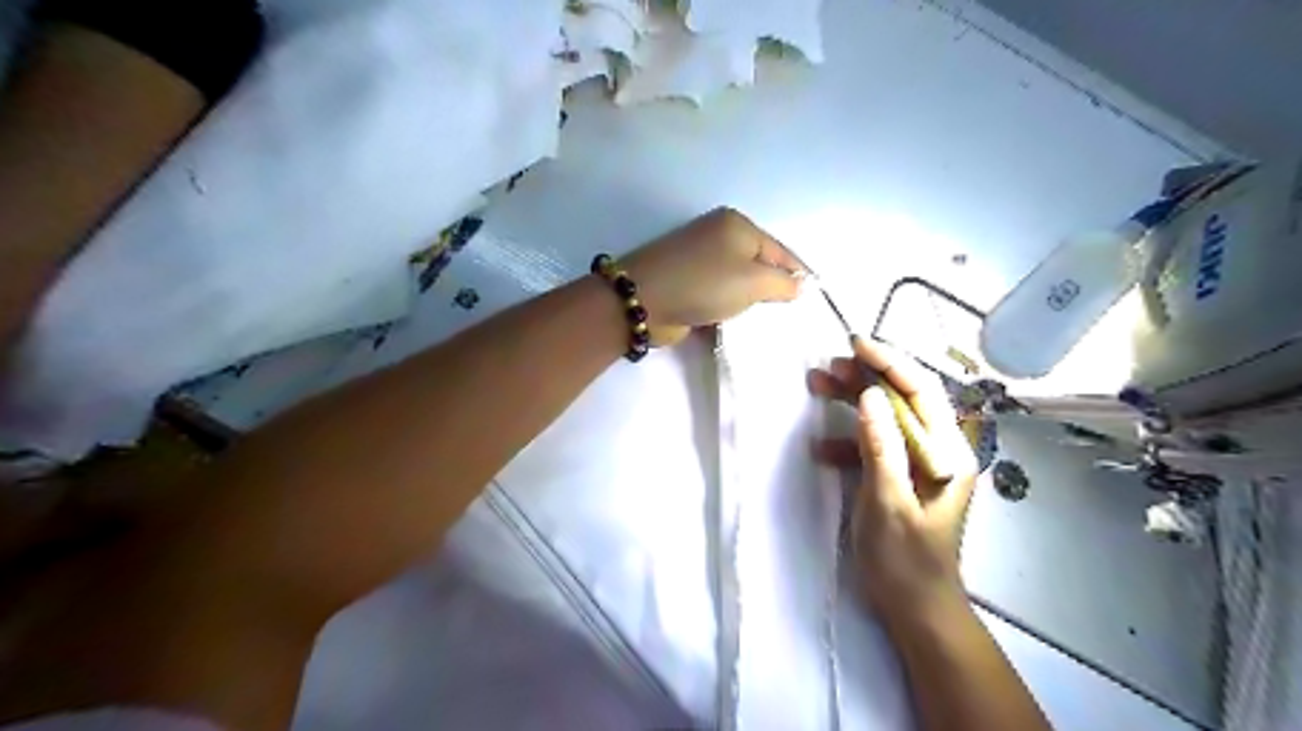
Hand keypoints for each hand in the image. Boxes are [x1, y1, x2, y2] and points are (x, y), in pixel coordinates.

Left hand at [617, 207, 803, 342]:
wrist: (644, 301)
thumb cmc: (705, 283)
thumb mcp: (753, 281)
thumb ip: (783, 283)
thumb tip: (800, 285)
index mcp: (737, 225)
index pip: (780, 250)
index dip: (798, 273)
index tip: (814, 298)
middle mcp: (718, 236)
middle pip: (758, 265)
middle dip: (772, 289)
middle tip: (789, 315)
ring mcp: (700, 260)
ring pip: (738, 283)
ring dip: (748, 302)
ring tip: (765, 323)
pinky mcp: (686, 283)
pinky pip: (718, 296)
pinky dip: (728, 309)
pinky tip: (737, 325)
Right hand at [805, 339, 974, 625]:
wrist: (914, 608)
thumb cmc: (905, 560)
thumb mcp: (888, 502)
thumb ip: (881, 447)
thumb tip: (869, 395)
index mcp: (947, 453)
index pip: (920, 392)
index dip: (889, 362)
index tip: (854, 344)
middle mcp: (938, 450)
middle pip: (901, 399)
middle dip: (865, 378)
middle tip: (826, 367)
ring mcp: (918, 463)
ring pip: (884, 417)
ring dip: (852, 402)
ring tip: (817, 386)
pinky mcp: (899, 476)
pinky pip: (874, 444)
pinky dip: (847, 439)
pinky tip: (820, 448)